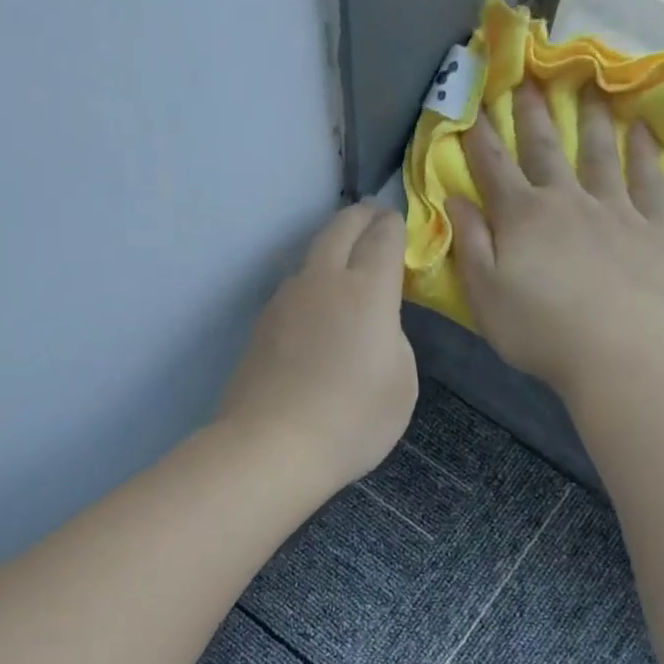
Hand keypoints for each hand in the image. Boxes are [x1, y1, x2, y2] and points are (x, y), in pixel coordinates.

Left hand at [219, 203, 417, 493]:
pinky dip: (310, 287)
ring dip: (331, 252)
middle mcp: (322, 281)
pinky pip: (292, 290)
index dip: (394, 225)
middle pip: (339, 226)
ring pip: (310, 257)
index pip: (382, 235)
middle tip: (373, 221)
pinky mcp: (260, 325)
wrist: (272, 446)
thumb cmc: (352, 419)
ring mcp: (284, 301)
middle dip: (361, 217)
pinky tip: (315, 314)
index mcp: (366, 290)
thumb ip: (394, 338)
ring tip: (345, 270)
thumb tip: (374, 324)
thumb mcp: (402, 383)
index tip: (399, 227)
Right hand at [451, 81, 663, 399]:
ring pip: (598, 153)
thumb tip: (455, 198)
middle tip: (527, 76)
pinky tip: (640, 129)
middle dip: (531, 112)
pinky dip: (643, 152)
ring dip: (589, 118)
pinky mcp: (651, 228)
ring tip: (588, 86)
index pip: (493, 166)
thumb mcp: (484, 294)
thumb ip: (470, 242)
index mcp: (522, 216)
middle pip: (544, 147)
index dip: (479, 134)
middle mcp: (566, 200)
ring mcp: (613, 209)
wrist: (615, 354)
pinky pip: (647, 180)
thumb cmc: (538, 331)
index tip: (472, 103)